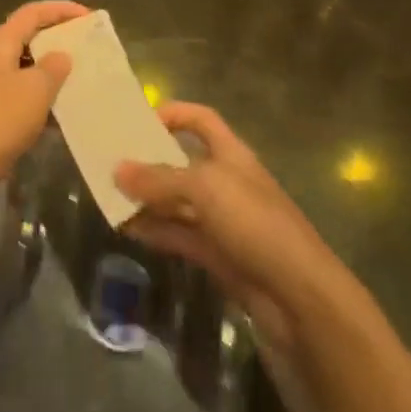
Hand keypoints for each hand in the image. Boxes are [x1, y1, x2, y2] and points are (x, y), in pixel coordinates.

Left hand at [0, 0, 86, 213]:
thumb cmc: (0, 118)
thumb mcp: (35, 89)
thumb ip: (54, 67)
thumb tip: (62, 56)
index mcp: (1, 41)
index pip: (33, 12)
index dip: (61, 9)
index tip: (89, 15)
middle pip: (31, 35)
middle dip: (60, 37)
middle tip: (90, 44)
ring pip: (30, 65)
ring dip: (55, 68)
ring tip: (86, 74)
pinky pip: (27, 92)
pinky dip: (46, 95)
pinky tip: (68, 108)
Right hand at [115, 103, 336, 347]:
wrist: (300, 297)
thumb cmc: (254, 223)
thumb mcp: (204, 189)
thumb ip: (159, 179)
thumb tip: (117, 169)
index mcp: (231, 154)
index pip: (200, 120)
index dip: (173, 114)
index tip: (138, 121)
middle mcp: (227, 182)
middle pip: (183, 162)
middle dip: (150, 161)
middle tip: (111, 162)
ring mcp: (223, 221)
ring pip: (178, 202)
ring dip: (148, 199)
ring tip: (110, 197)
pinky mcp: (219, 256)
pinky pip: (180, 235)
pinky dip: (156, 230)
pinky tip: (128, 229)